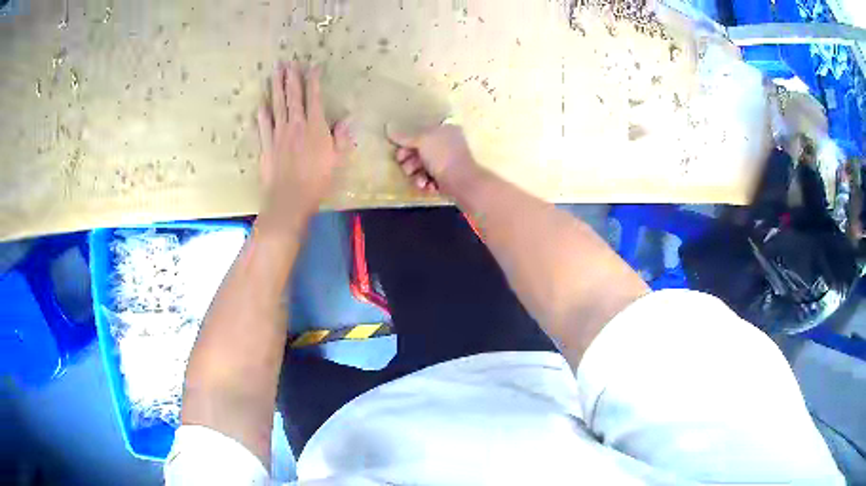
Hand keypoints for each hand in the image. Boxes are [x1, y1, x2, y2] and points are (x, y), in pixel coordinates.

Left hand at [257, 62, 352, 226]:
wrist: (289, 199)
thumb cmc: (318, 181)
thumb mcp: (337, 159)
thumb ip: (342, 137)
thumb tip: (347, 119)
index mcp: (315, 127)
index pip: (314, 97)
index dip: (313, 80)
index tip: (312, 66)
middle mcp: (295, 125)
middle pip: (293, 96)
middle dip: (291, 77)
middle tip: (287, 62)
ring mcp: (278, 134)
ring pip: (277, 105)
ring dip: (275, 87)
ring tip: (274, 72)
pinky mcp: (267, 146)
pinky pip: (264, 125)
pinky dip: (262, 114)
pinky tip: (261, 105)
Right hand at [388, 124, 481, 196]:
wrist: (462, 182)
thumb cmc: (442, 156)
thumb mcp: (421, 140)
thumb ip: (404, 136)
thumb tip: (388, 127)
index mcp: (445, 130)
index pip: (420, 134)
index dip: (407, 144)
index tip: (399, 154)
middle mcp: (447, 143)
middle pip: (419, 151)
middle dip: (411, 163)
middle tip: (408, 169)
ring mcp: (448, 161)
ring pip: (423, 167)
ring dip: (417, 175)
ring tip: (420, 181)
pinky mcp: (447, 178)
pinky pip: (430, 178)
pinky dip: (427, 183)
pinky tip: (428, 186)